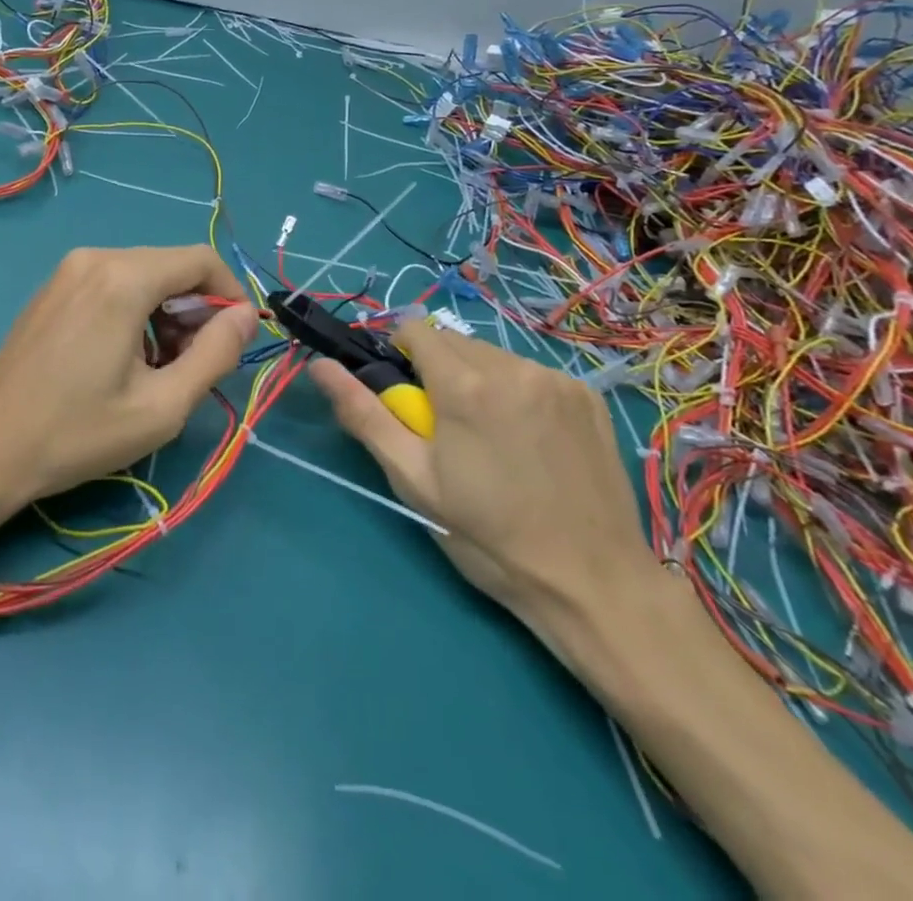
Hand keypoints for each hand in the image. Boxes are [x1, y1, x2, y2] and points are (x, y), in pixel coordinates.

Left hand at [0, 246, 258, 508]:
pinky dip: (134, 312)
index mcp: (123, 278)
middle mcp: (94, 258)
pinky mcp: (51, 289)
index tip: (237, 339)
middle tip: (193, 365)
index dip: (231, 294)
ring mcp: (66, 271)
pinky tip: (123, 359)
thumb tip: (246, 315)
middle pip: (170, 266)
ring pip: (142, 275)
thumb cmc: (77, 432)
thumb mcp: (163, 406)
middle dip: (196, 310)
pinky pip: (111, 284)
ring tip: (158, 370)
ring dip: (165, 314)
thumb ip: (216, 354)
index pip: (201, 259)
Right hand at [309, 318, 656, 631]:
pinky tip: (531, 442)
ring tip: (493, 440)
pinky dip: (519, 393)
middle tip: (448, 429)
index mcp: (465, 385)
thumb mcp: (413, 480)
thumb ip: (364, 414)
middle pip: (454, 342)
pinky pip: (533, 374)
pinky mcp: (588, 396)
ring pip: (494, 356)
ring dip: (480, 380)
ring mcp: (557, 379)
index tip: (407, 397)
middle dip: (439, 371)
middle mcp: (513, 367)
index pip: (415, 328)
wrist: (592, 584)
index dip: (401, 354)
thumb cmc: (488, 537)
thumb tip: (319, 366)